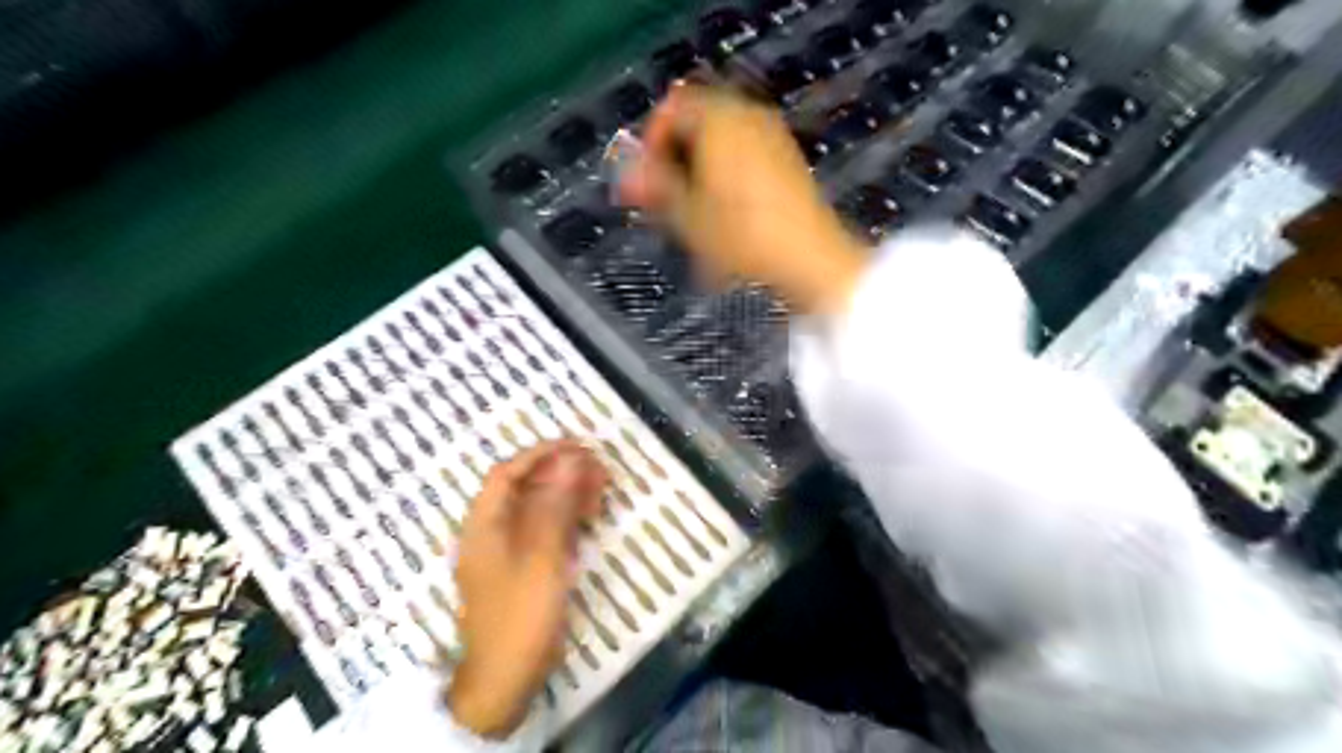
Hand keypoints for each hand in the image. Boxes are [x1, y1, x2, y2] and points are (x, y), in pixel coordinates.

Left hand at [443, 439, 607, 737]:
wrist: (505, 679)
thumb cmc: (520, 614)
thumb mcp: (542, 556)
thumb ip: (555, 505)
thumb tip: (570, 460)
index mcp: (484, 525)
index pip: (507, 473)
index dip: (540, 453)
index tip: (575, 445)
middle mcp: (491, 532)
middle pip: (524, 489)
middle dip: (561, 473)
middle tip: (599, 467)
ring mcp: (507, 551)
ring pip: (538, 509)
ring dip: (568, 494)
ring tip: (603, 486)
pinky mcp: (523, 568)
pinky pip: (544, 531)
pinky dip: (567, 519)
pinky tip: (591, 515)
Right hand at [620, 85, 864, 313]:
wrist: (810, 260)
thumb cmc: (742, 237)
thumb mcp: (687, 215)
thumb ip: (653, 185)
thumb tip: (626, 170)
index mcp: (719, 119)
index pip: (671, 108)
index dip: (650, 142)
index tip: (646, 180)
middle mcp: (747, 116)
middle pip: (696, 125)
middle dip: (675, 160)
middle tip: (665, 201)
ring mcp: (772, 137)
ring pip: (719, 144)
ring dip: (698, 173)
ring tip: (693, 215)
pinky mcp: (787, 160)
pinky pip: (744, 157)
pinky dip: (725, 178)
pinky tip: (723, 217)